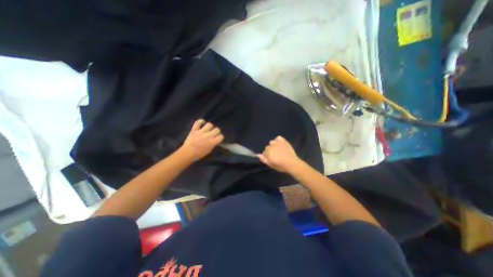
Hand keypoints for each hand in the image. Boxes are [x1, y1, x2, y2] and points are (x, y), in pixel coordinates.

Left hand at [178, 119, 224, 161]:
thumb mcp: (209, 150)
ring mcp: (201, 132)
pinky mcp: (194, 130)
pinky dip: (200, 121)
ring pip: (209, 124)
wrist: (187, 153)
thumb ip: (213, 144)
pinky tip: (202, 122)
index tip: (218, 138)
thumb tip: (215, 140)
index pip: (221, 136)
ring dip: (210, 127)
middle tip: (214, 133)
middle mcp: (208, 135)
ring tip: (208, 129)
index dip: (220, 137)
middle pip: (217, 129)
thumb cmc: (199, 154)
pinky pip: (198, 122)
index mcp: (213, 142)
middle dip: (216, 131)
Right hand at [256, 136, 302, 172]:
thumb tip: (258, 154)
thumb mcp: (271, 165)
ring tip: (278, 150)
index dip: (267, 156)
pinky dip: (278, 140)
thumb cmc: (281, 166)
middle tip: (276, 155)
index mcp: (268, 152)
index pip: (264, 152)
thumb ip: (263, 159)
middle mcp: (271, 146)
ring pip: (272, 142)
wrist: (292, 163)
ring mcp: (277, 142)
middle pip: (268, 147)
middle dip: (270, 151)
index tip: (272, 159)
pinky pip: (278, 138)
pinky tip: (280, 144)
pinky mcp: (283, 141)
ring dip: (273, 145)